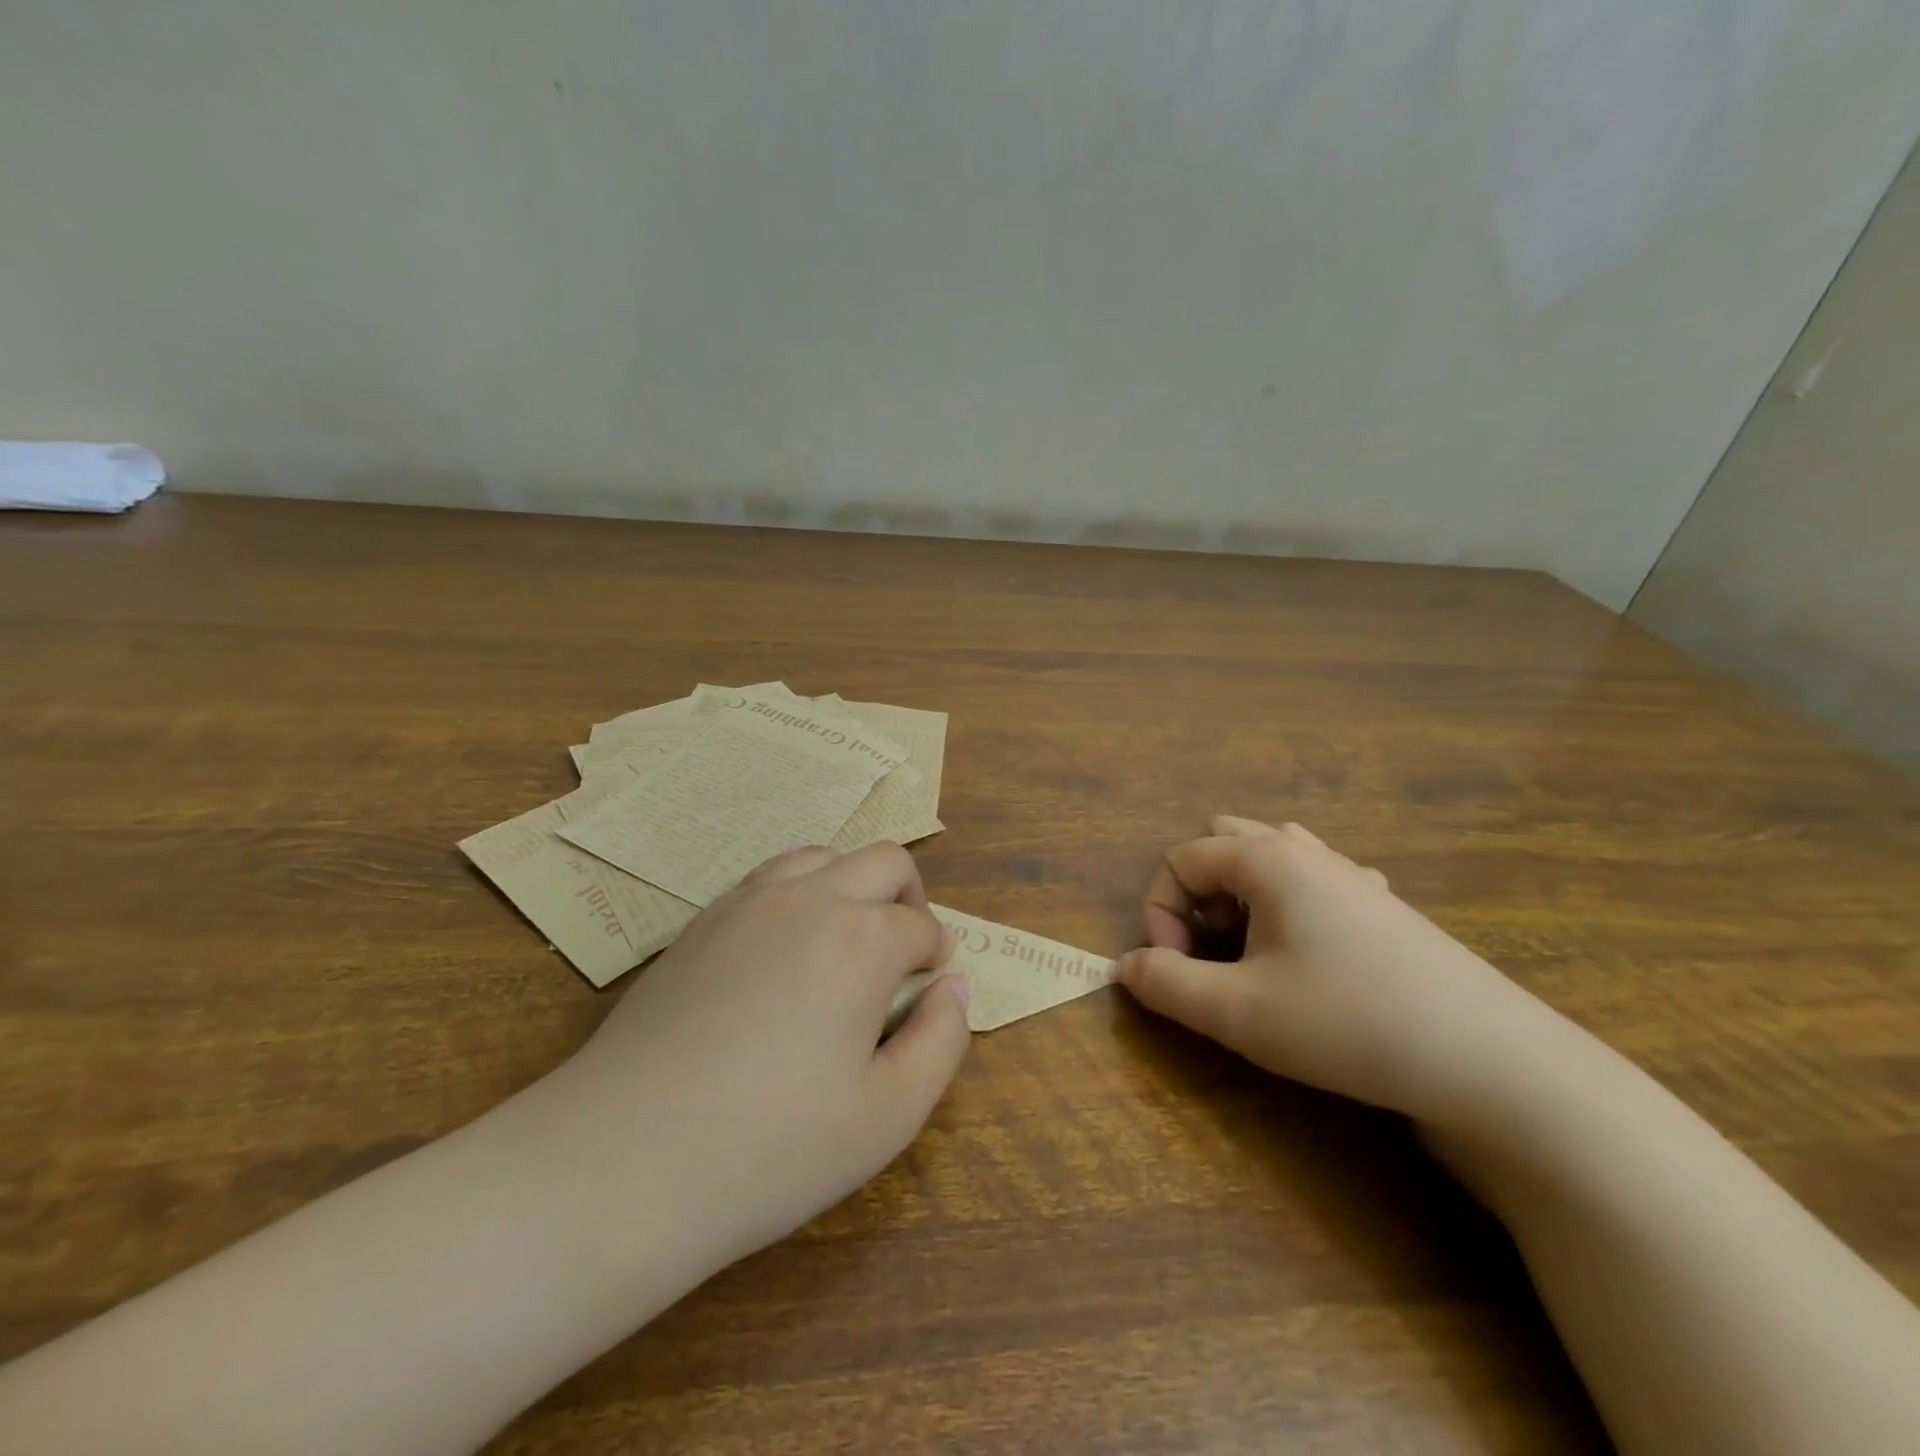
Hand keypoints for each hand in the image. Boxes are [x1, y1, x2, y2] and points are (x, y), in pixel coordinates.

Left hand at [542, 842, 971, 1267]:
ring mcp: (747, 901)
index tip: (928, 988)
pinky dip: (800, 895)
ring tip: (847, 944)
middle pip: (883, 861)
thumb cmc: (770, 1148)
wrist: (622, 1162)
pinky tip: (784, 953)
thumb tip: (954, 987)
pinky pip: (769, 878)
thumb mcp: (888, 1116)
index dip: (935, 956)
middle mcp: (809, 899)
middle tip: (903, 957)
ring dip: (852, 886)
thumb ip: (942, 1041)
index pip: (920, 927)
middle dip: (909, 899)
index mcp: (861, 938)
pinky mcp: (701, 920)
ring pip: (822, 856)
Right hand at [1115, 816, 1557, 1124]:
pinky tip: (1309, 952)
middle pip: (1223, 842)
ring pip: (1271, 857)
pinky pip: (1316, 881)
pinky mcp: (1386, 909)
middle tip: (1211, 952)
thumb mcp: (1239, 1011)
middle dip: (1198, 895)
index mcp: (1267, 858)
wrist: (1492, 1063)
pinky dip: (1289, 905)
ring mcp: (1353, 876)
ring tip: (1250, 952)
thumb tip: (1125, 966)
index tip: (1176, 970)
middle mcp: (1308, 851)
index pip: (1180, 859)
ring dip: (1240, 897)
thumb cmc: (1350, 1022)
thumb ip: (1167, 983)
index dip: (1160, 914)